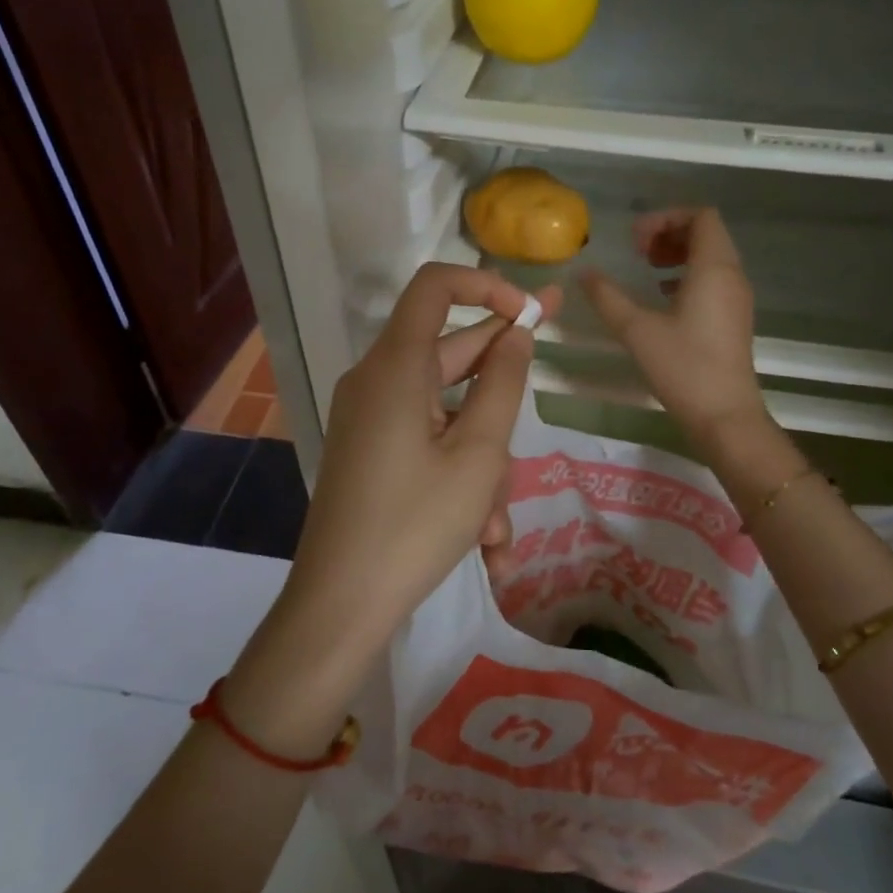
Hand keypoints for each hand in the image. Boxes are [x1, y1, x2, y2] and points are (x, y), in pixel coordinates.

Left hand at [285, 264, 559, 646]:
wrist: (339, 607)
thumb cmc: (415, 524)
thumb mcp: (477, 454)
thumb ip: (503, 384)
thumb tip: (516, 334)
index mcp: (396, 366)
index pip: (435, 287)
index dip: (486, 286)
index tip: (530, 312)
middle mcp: (378, 382)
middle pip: (451, 356)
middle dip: (502, 389)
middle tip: (553, 384)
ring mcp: (372, 420)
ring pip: (447, 415)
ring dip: (483, 463)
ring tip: (497, 528)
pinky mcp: (372, 454)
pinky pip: (427, 446)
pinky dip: (458, 481)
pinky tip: (486, 545)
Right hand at [581, 207, 766, 443]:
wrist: (725, 416)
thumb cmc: (683, 367)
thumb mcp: (636, 330)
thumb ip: (607, 297)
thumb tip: (583, 273)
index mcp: (714, 268)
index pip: (701, 216)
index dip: (666, 218)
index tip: (635, 240)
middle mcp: (732, 276)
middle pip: (707, 233)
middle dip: (670, 233)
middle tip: (638, 252)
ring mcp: (737, 298)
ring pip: (711, 256)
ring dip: (679, 254)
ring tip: (647, 270)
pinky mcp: (734, 318)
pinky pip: (714, 279)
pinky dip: (688, 275)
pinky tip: (663, 297)